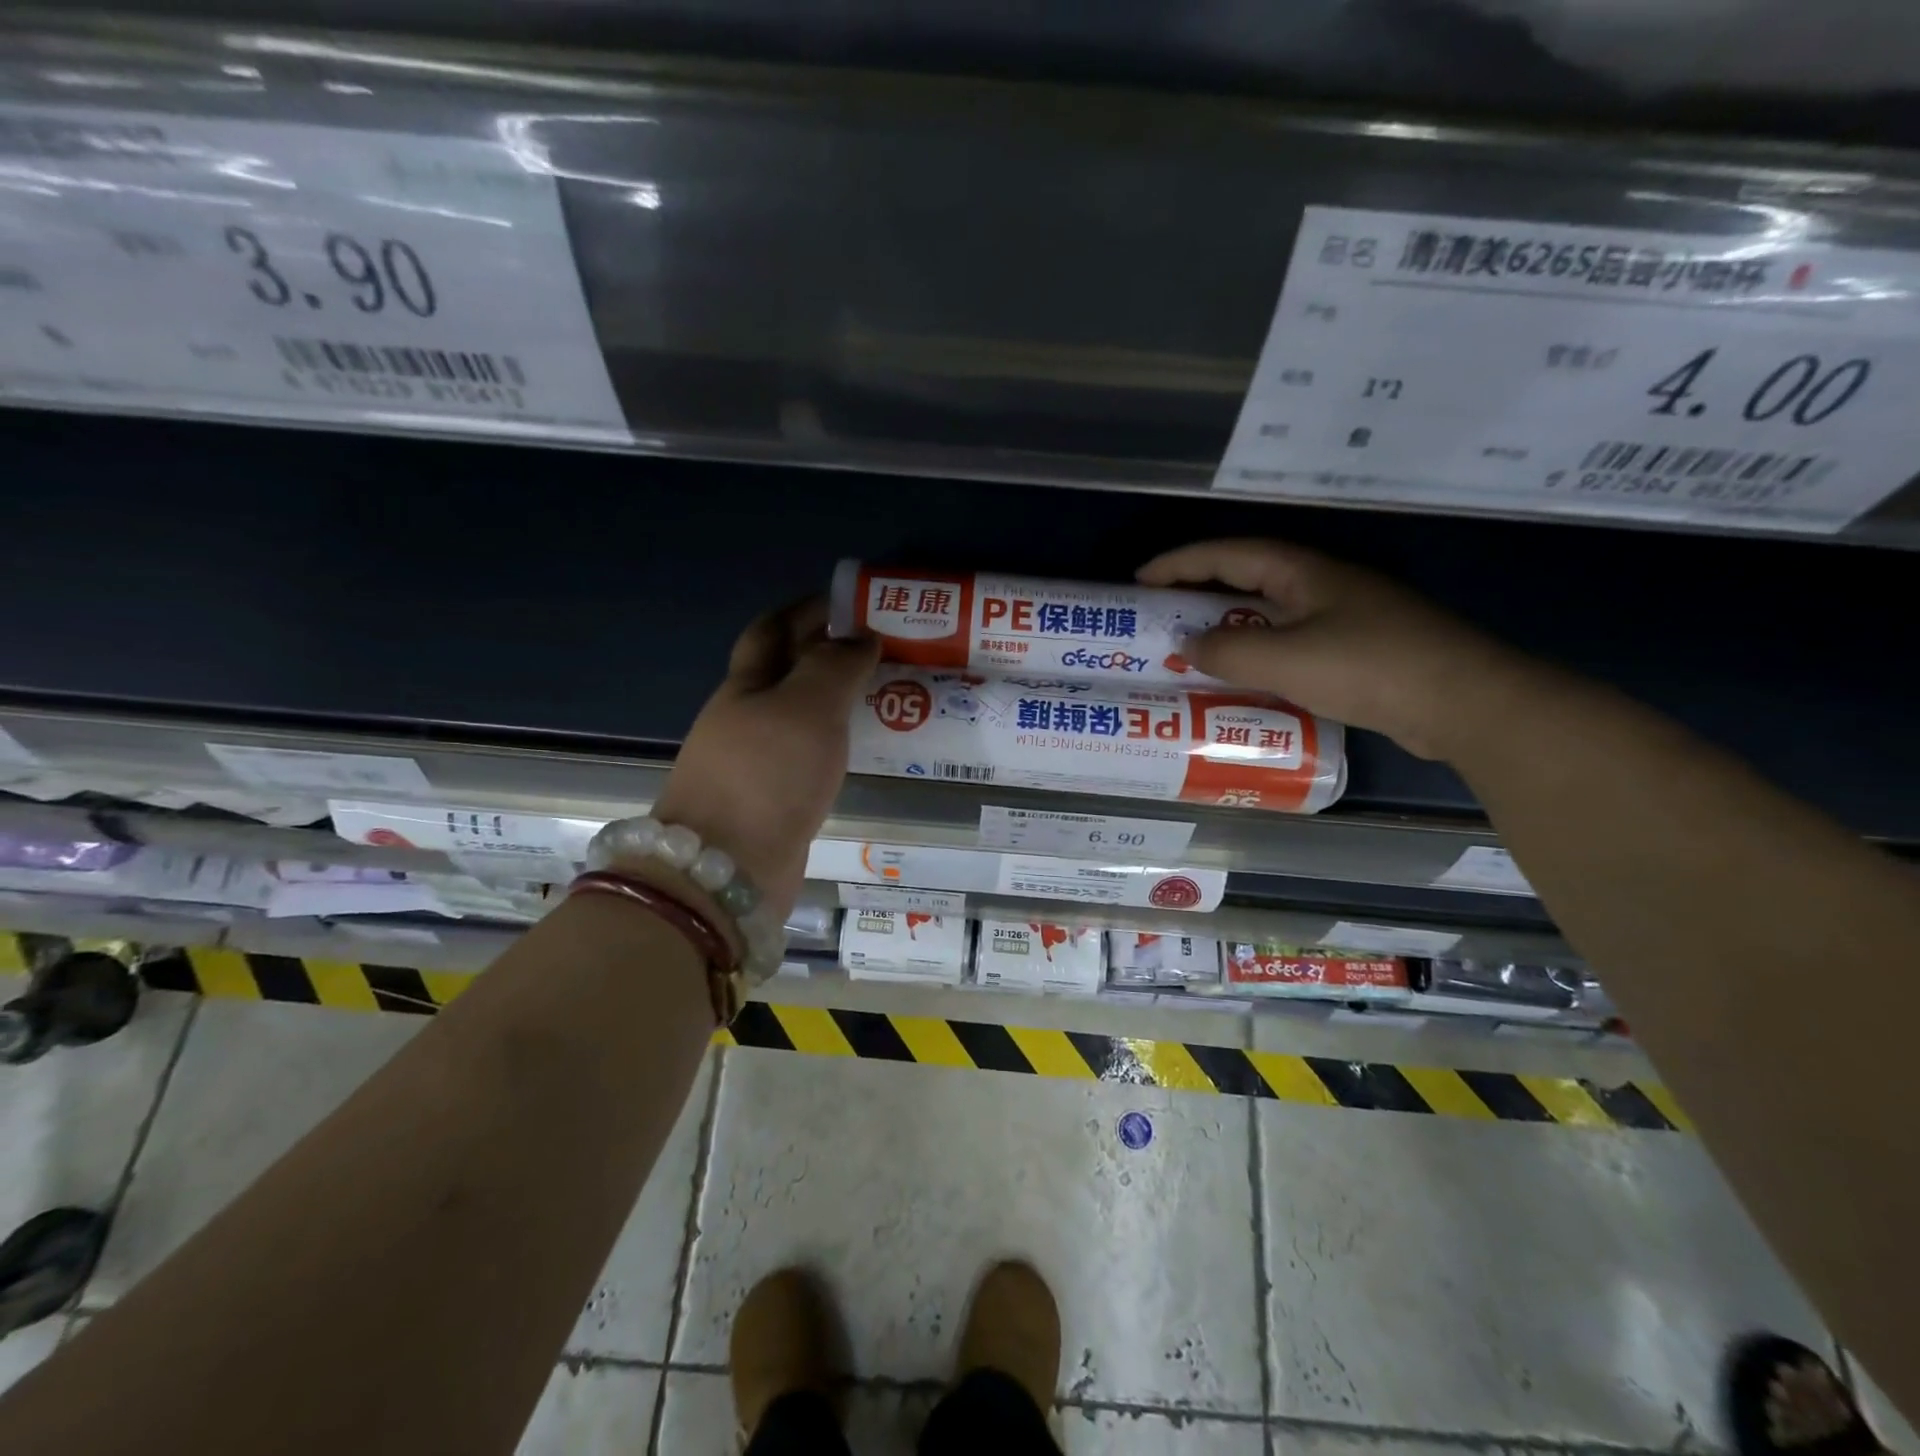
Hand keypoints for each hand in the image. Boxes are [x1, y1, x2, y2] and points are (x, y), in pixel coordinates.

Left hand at [653, 600, 878, 913]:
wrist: (727, 871)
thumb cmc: (767, 773)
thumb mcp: (807, 706)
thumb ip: (836, 665)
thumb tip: (861, 637)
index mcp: (745, 685)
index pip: (773, 629)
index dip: (806, 609)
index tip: (850, 601)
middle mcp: (744, 719)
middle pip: (784, 672)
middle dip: (826, 653)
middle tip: (880, 647)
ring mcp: (755, 763)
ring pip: (799, 716)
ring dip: (834, 699)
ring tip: (883, 692)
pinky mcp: (771, 801)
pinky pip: (808, 755)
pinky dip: (834, 741)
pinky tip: (862, 746)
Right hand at [1138, 539, 1534, 760]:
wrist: (1464, 703)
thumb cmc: (1370, 667)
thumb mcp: (1286, 659)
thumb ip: (1228, 650)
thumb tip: (1185, 644)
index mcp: (1302, 572)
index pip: (1227, 555)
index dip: (1179, 564)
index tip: (1139, 581)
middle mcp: (1319, 585)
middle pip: (1245, 579)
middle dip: (1197, 593)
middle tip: (1157, 616)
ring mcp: (1340, 616)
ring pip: (1266, 613)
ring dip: (1226, 626)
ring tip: (1188, 648)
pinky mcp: (1354, 650)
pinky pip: (1286, 643)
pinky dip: (1255, 653)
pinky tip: (1240, 679)